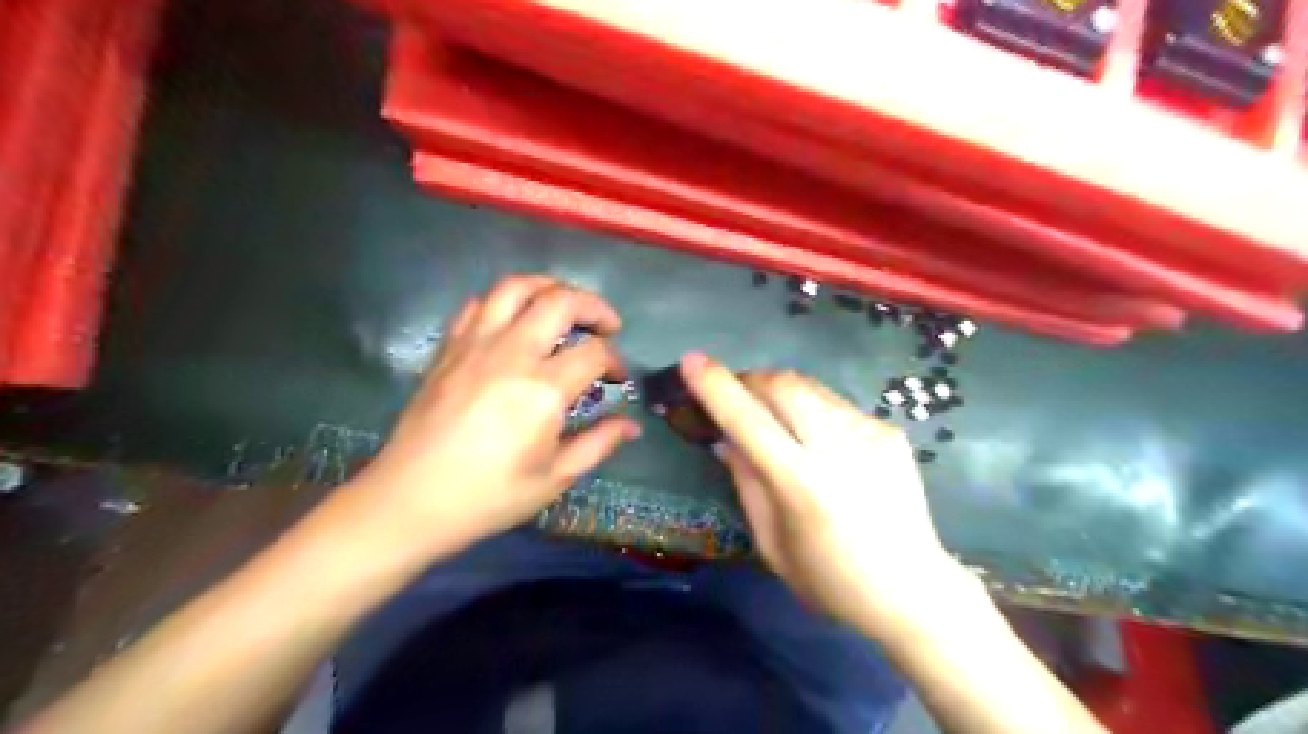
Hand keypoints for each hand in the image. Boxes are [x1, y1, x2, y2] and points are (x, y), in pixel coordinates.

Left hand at [350, 276, 641, 562]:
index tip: (617, 379)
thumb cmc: (489, 495)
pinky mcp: (449, 347)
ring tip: (564, 304)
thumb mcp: (554, 477)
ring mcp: (475, 344)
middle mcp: (512, 353)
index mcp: (543, 390)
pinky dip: (504, 302)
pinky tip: (514, 321)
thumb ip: (598, 443)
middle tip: (607, 325)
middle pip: (561, 301)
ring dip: (549, 287)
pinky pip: (478, 304)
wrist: (410, 500)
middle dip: (594, 306)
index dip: (615, 361)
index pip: (595, 352)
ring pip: (516, 287)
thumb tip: (631, 426)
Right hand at [679, 352, 976, 637]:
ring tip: (771, 417)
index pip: (749, 421)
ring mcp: (870, 434)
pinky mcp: (889, 430)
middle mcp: (840, 449)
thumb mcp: (771, 544)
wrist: (914, 589)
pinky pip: (834, 403)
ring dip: (778, 391)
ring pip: (809, 386)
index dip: (715, 387)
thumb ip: (747, 483)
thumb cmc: (830, 580)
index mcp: (804, 487)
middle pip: (782, 385)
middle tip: (732, 396)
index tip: (690, 361)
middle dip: (748, 380)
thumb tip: (725, 438)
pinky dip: (810, 409)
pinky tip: (815, 439)